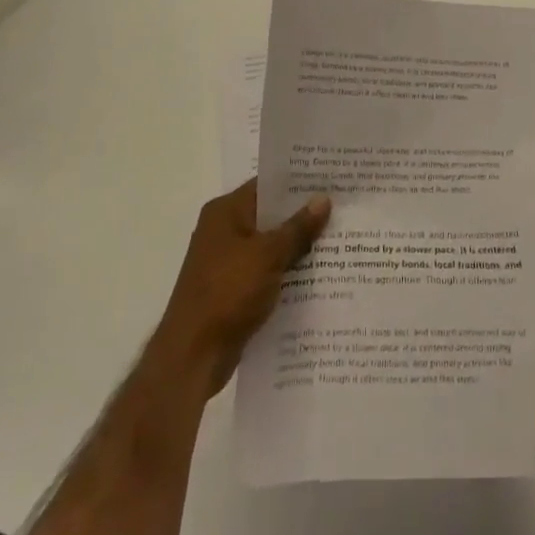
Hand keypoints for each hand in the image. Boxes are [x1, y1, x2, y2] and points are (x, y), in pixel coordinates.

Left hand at [147, 179, 330, 396]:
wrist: (193, 356)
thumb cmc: (227, 293)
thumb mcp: (268, 255)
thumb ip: (297, 227)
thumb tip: (323, 198)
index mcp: (225, 212)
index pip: (266, 184)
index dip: (298, 181)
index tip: (330, 178)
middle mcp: (223, 230)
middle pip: (269, 214)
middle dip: (303, 214)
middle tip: (342, 207)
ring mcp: (226, 261)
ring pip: (270, 244)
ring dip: (297, 245)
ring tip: (339, 238)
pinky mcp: (233, 289)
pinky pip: (266, 270)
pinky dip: (287, 270)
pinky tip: (318, 274)